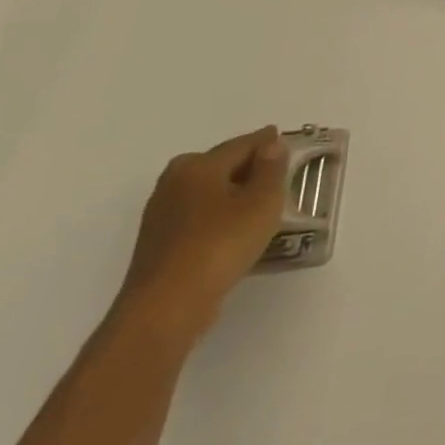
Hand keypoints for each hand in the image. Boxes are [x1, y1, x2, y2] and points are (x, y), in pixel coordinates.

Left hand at [116, 127, 288, 343]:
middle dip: (247, 165)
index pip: (242, 144)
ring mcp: (161, 213)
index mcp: (199, 165)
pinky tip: (235, 228)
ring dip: (232, 191)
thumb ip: (272, 168)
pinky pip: (198, 214)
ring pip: (207, 190)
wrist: (167, 304)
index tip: (285, 139)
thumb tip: (271, 145)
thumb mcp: (263, 200)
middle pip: (219, 164)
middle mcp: (174, 182)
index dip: (267, 141)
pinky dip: (218, 213)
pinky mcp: (159, 241)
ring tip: (260, 202)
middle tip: (276, 172)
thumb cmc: (222, 242)